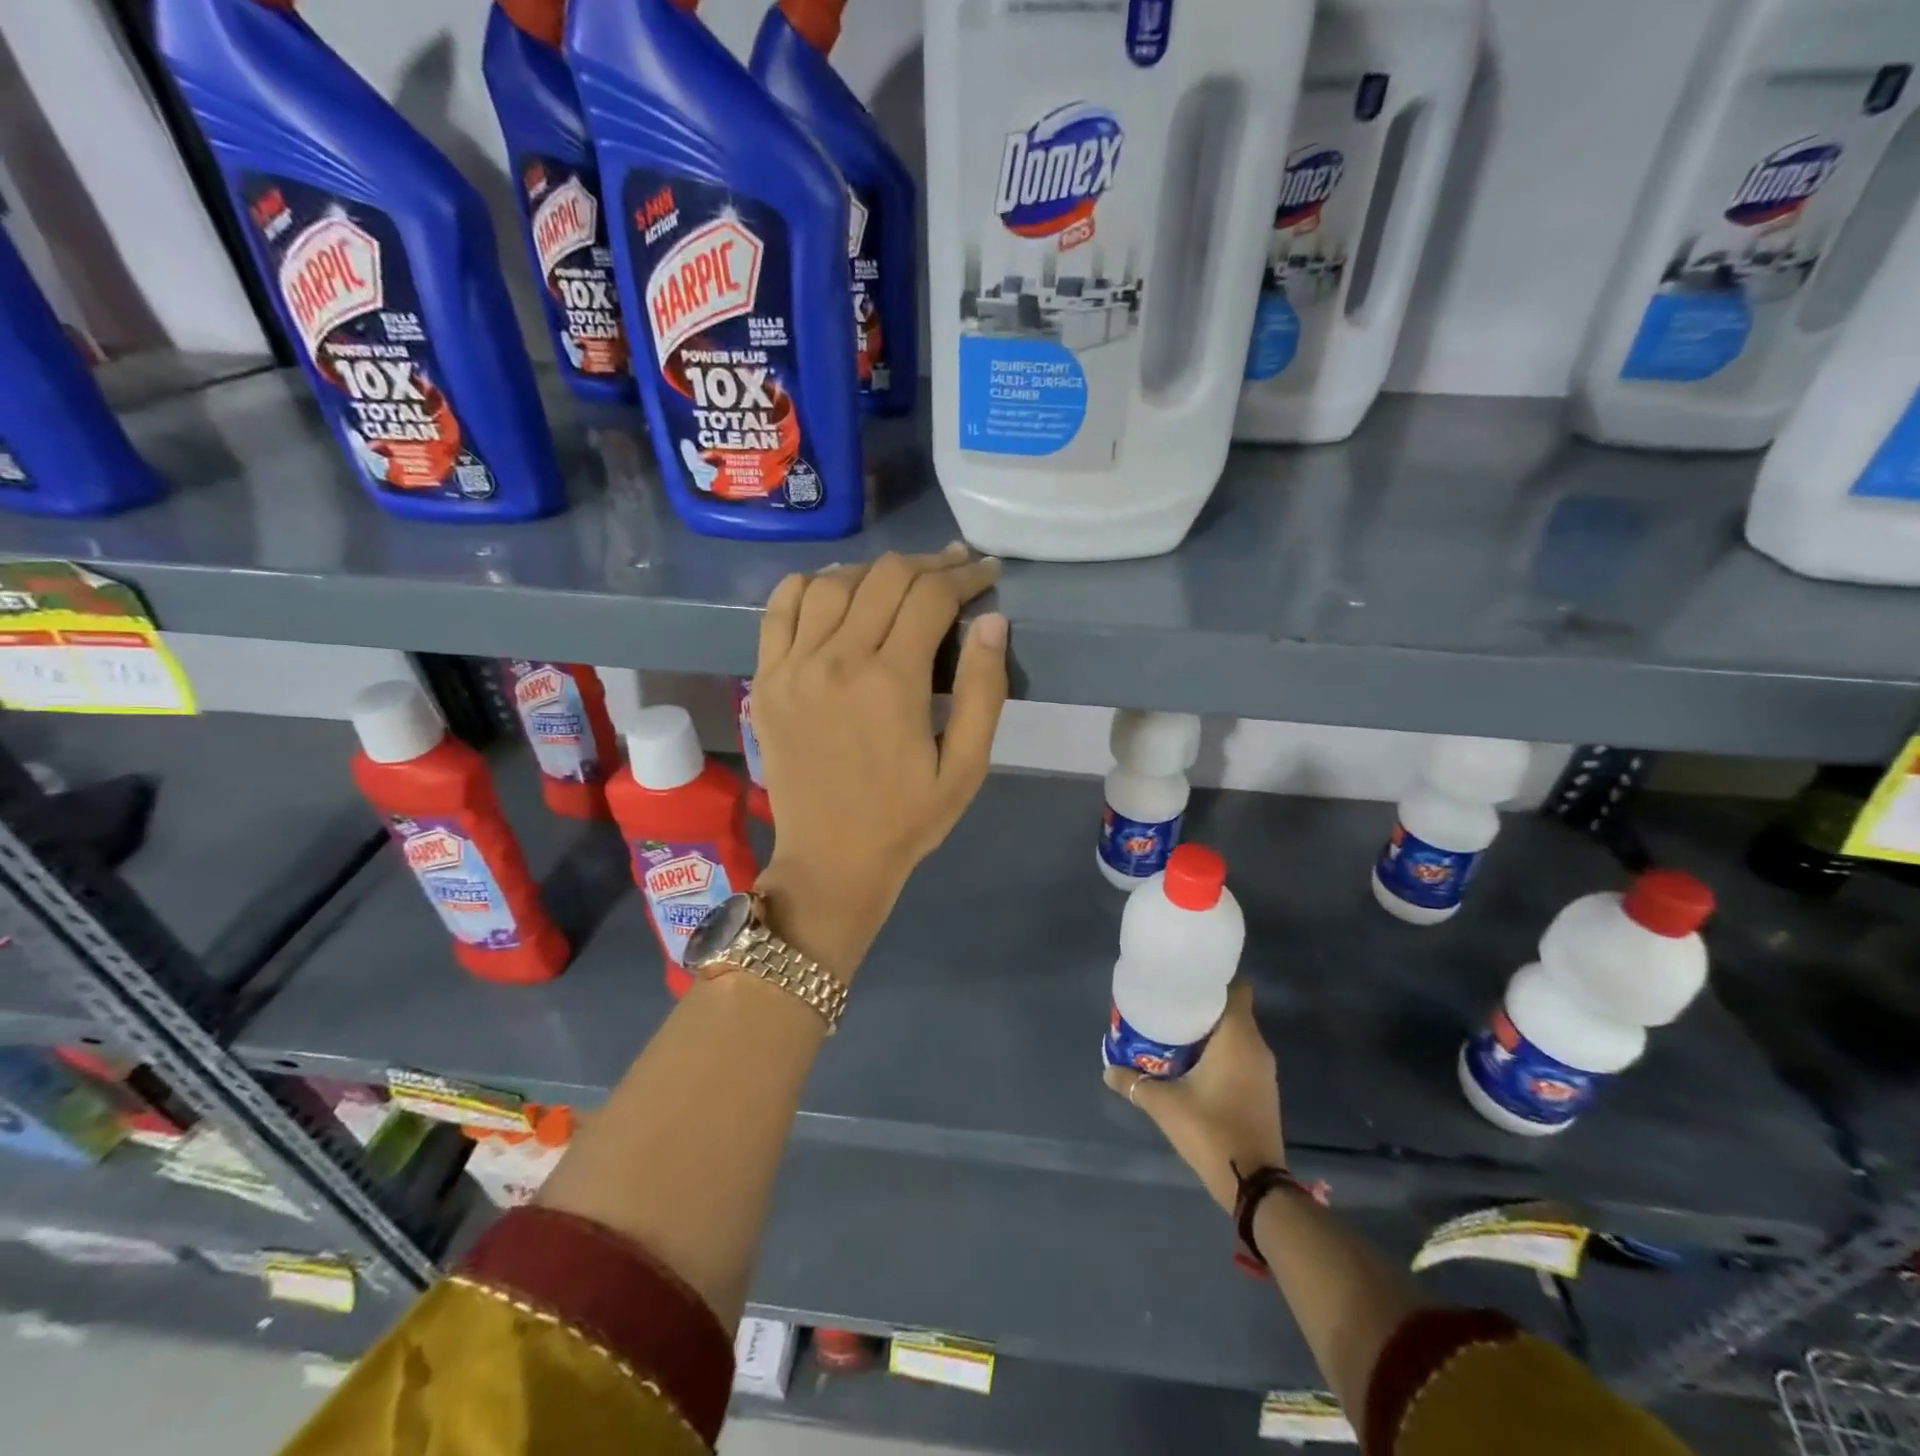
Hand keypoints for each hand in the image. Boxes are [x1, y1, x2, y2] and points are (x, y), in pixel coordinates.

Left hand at [751, 544, 1007, 977]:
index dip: (965, 576)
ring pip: (833, 582)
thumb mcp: (966, 767)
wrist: (831, 860)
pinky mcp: (766, 679)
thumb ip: (984, 690)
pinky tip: (835, 589)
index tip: (986, 572)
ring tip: (901, 580)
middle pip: (885, 577)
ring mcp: (793, 666)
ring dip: (874, 571)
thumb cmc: (906, 819)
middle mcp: (837, 660)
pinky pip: (780, 608)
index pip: (931, 596)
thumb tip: (992, 620)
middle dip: (929, 565)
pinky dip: (809, 585)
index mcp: (891, 681)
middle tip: (954, 570)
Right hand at [1105, 981, 1285, 1211]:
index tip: (1185, 980)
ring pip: (1237, 1036)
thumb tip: (1108, 1069)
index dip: (1213, 979)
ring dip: (1210, 1032)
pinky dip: (1220, 1053)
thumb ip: (1134, 1083)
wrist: (1255, 1185)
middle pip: (1232, 1010)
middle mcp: (1257, 1048)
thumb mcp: (1164, 1105)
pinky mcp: (1263, 1092)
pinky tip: (1193, 1064)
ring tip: (1175, 1032)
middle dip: (1203, 1006)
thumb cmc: (1211, 1130)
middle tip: (1169, 1005)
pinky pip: (1241, 1057)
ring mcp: (1264, 1072)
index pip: (1236, 989)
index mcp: (1238, 1037)